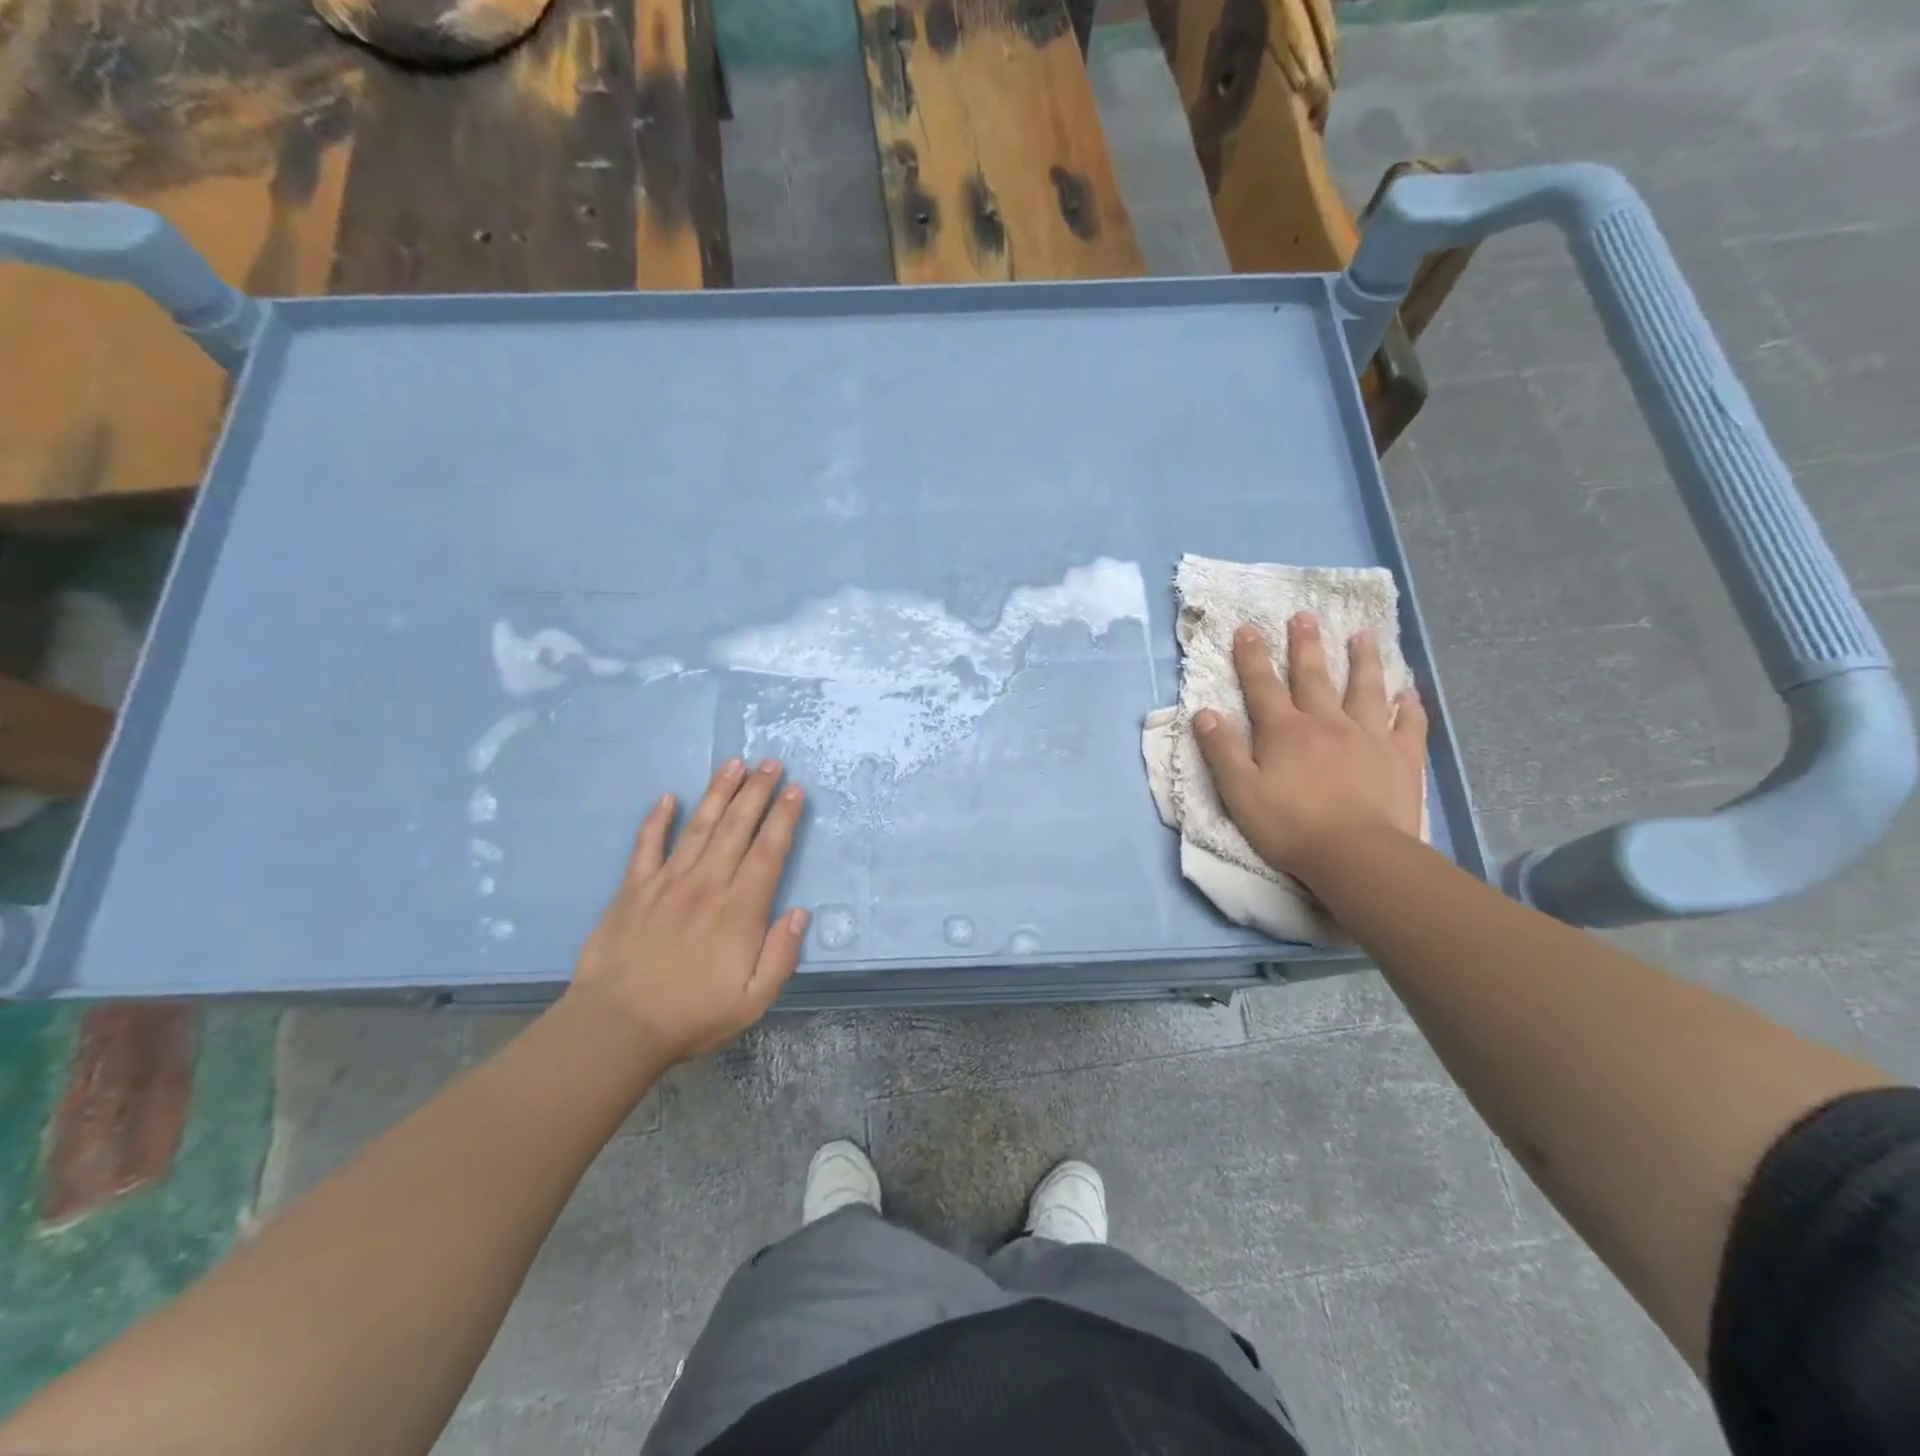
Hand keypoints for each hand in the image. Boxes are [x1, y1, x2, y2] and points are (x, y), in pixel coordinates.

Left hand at [568, 759, 808, 1064]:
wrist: (617, 1027)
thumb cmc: (692, 1015)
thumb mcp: (753, 1000)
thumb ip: (781, 955)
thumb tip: (799, 913)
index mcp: (739, 909)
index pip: (769, 852)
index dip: (784, 818)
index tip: (795, 789)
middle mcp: (707, 884)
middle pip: (736, 828)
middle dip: (756, 792)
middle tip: (771, 762)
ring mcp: (667, 882)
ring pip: (698, 826)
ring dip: (718, 793)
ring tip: (734, 764)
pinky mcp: (632, 889)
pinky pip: (646, 846)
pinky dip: (657, 820)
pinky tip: (668, 797)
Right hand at [1194, 613, 1426, 885]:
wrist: (1356, 855)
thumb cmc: (1290, 826)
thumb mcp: (1239, 793)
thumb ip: (1221, 750)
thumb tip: (1204, 712)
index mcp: (1284, 731)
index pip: (1262, 686)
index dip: (1252, 657)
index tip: (1247, 628)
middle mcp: (1326, 723)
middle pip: (1313, 677)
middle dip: (1305, 645)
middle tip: (1304, 616)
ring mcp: (1368, 736)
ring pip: (1365, 689)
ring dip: (1362, 661)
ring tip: (1363, 635)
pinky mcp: (1401, 757)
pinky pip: (1408, 724)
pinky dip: (1408, 706)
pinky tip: (1409, 692)